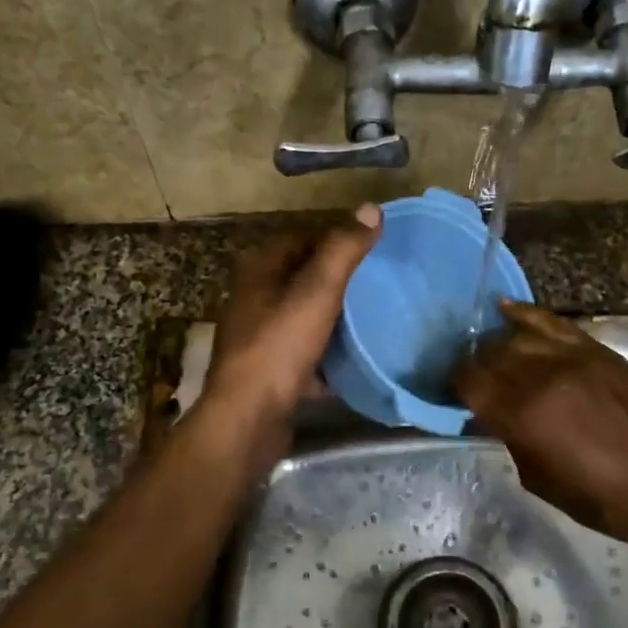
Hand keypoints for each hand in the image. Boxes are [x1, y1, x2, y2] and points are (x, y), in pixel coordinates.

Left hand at [202, 207, 381, 466]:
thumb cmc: (279, 346)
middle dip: (336, 281)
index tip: (370, 247)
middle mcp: (254, 301)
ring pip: (304, 319)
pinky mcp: (270, 374)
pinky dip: (328, 358)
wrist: (249, 419)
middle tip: (378, 282)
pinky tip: (356, 362)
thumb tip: (371, 208)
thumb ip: (343, 250)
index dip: (333, 238)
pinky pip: (305, 357)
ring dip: (333, 319)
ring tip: (373, 318)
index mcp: (258, 272)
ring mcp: (260, 339)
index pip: (299, 239)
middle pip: (301, 280)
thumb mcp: (316, 291)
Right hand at [454, 301, 627, 553]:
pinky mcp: (596, 350)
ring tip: (489, 352)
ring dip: (496, 344)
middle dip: (473, 364)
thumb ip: (510, 438)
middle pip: (489, 354)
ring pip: (516, 336)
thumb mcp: (538, 479)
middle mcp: (541, 377)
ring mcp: (571, 357)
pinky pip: (552, 322)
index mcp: (522, 416)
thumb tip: (492, 417)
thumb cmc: (601, 498)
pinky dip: (525, 314)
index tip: (451, 392)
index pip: (469, 383)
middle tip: (470, 376)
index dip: (453, 385)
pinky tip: (505, 308)